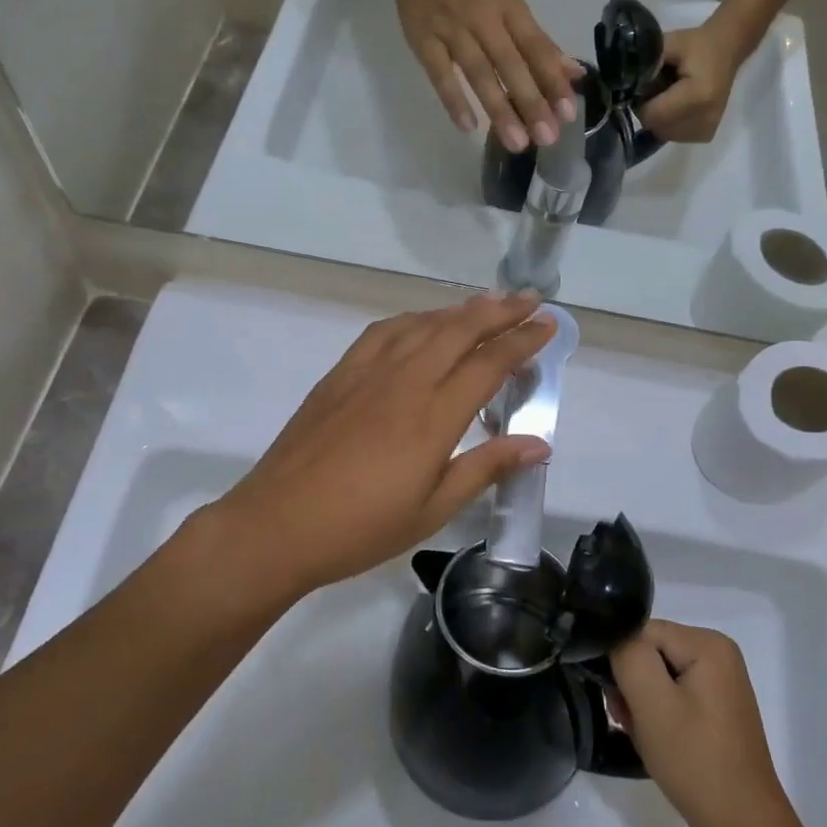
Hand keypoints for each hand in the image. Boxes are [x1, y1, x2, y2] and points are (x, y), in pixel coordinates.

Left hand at [206, 293, 556, 594]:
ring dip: (460, 309)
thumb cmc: (362, 527)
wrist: (278, 524)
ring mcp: (368, 372)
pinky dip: (413, 319)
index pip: (489, 364)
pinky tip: (422, 322)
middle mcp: (405, 381)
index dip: (523, 341)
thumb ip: (487, 468)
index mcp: (433, 416)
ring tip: (488, 302)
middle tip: (530, 299)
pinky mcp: (341, 374)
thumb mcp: (433, 509)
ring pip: (423, 324)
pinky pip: (384, 331)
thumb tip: (540, 444)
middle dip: (501, 310)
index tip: (549, 325)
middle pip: (460, 330)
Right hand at [385, 0, 578, 149]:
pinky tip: (468, 127)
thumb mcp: (510, 1)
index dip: (553, 81)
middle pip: (511, 65)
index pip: (537, 48)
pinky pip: (439, 73)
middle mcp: (483, 18)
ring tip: (517, 142)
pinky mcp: (422, 39)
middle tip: (547, 138)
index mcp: (508, 7)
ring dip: (499, 108)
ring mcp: (451, 29)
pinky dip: (453, 99)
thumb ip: (538, 41)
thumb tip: (572, 74)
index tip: (569, 113)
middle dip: (531, 102)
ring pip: (479, 73)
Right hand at [610, 620, 794, 826]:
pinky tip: (658, 742)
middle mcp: (717, 652)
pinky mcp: (716, 707)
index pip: (642, 632)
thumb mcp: (652, 703)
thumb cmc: (695, 761)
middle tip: (629, 723)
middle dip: (632, 685)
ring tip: (644, 737)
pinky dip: (658, 715)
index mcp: (708, 643)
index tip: (620, 703)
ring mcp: (720, 681)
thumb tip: (614, 637)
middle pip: (650, 652)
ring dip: (642, 704)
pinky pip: (674, 695)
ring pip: (658, 676)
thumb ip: (628, 656)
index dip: (623, 663)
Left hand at [637, 20, 756, 143]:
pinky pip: (674, 136)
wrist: (727, 50)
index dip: (641, 102)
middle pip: (657, 127)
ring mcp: (707, 129)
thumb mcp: (669, 43)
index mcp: (699, 96)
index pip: (653, 115)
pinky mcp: (706, 135)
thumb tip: (624, 83)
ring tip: (669, 96)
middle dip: (649, 110)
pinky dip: (669, 123)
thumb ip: (646, 63)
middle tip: (656, 89)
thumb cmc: (696, 45)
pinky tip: (678, 106)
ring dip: (658, 118)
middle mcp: (705, 118)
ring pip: (663, 133)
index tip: (643, 87)